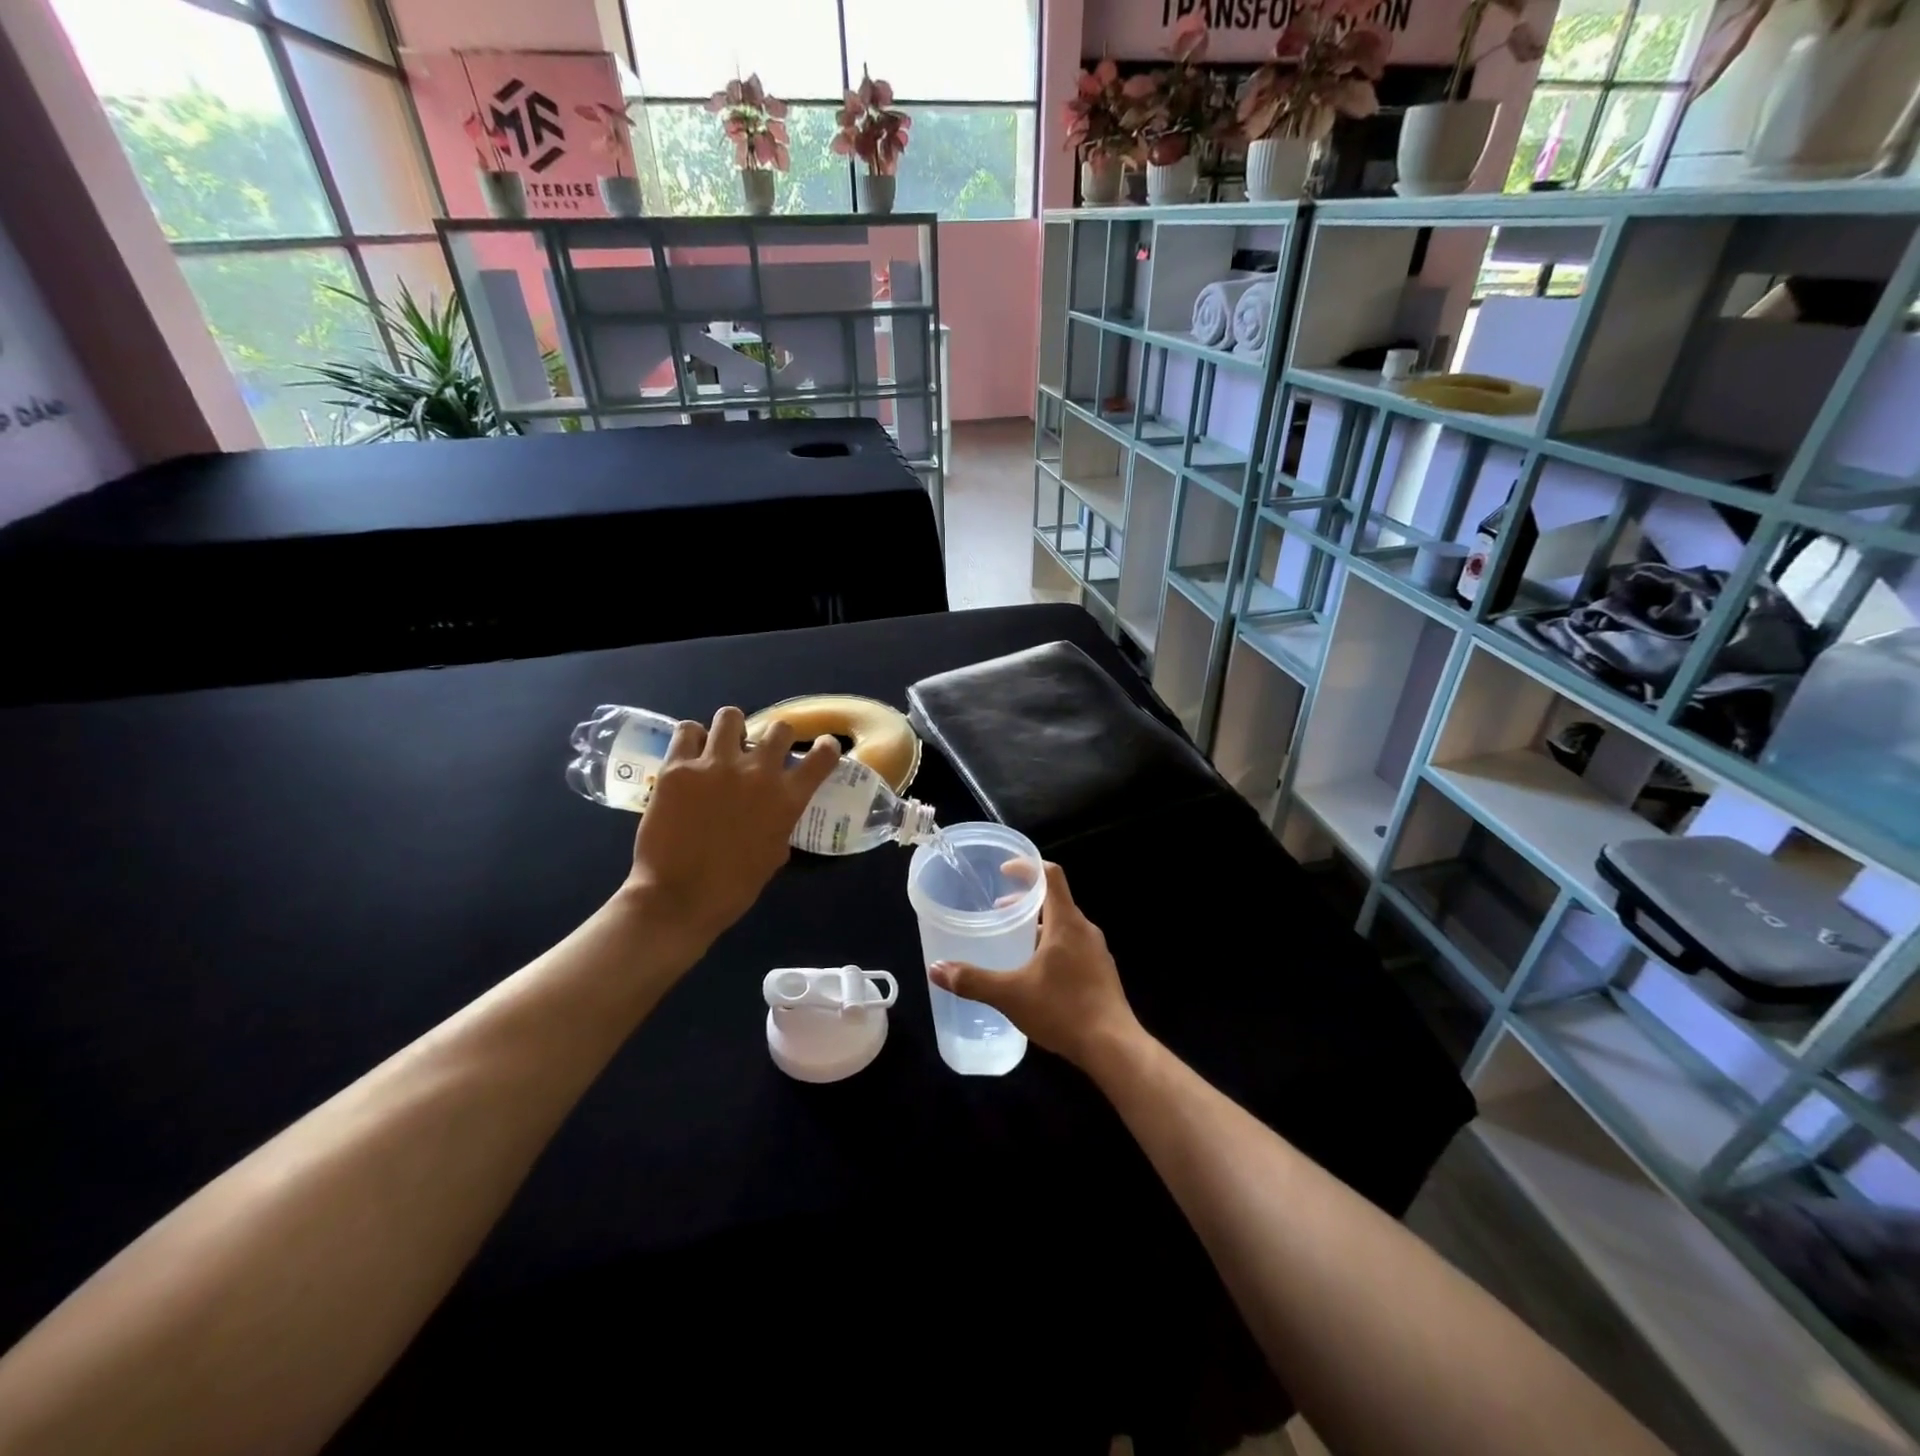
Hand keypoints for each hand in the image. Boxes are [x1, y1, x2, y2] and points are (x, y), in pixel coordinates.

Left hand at [623, 707, 840, 957]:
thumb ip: (778, 825)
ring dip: (731, 729)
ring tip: (721, 743)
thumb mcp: (772, 855)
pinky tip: (689, 753)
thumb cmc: (733, 888)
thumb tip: (772, 815)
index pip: (822, 757)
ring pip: (730, 716)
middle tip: (760, 751)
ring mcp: (715, 765)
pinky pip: (687, 731)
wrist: (678, 898)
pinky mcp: (677, 767)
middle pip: (779, 728)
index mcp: (787, 798)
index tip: (823, 747)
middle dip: (774, 738)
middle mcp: (757, 772)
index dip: (826, 748)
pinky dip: (691, 738)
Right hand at [928, 863, 1141, 1071]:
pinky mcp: (1102, 973)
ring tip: (1014, 943)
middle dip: (1026, 901)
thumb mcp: (1010, 995)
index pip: (1051, 875)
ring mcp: (1097, 952)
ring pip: (1064, 926)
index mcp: (1066, 922)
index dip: (1027, 867)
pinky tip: (1037, 974)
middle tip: (999, 911)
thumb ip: (973, 980)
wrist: (1114, 1047)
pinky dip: (1052, 946)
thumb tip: (936, 969)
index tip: (1004, 870)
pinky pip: (1074, 946)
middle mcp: (1085, 930)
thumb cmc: (1063, 1010)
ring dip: (1039, 926)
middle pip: (1056, 900)